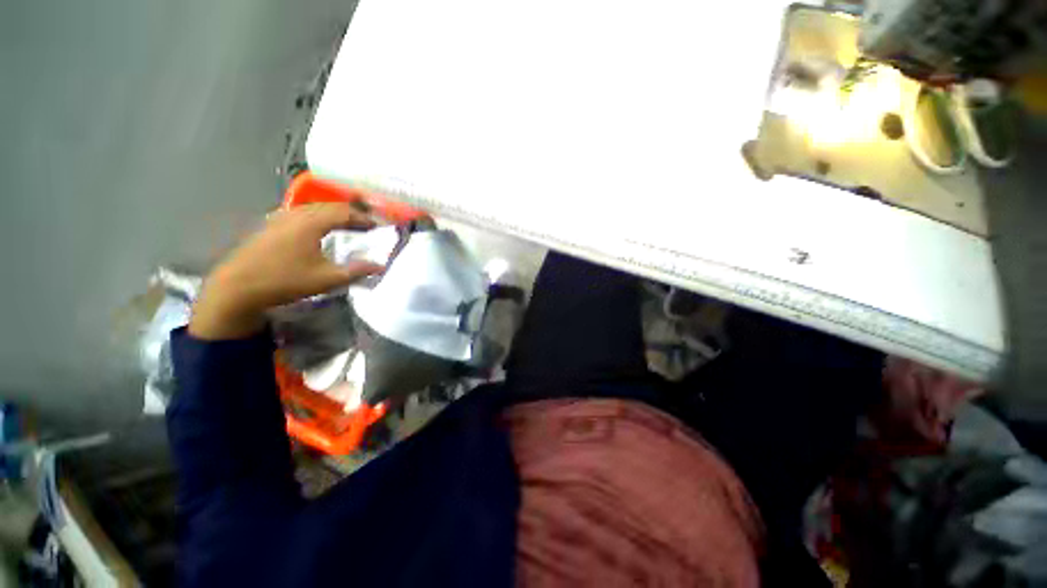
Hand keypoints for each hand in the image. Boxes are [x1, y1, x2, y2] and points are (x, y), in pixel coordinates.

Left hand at [189, 203, 383, 339]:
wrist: (237, 288)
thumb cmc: (286, 281)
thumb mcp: (327, 279)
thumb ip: (357, 271)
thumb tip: (382, 266)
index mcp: (311, 223)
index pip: (344, 212)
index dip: (364, 217)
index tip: (379, 225)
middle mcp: (295, 214)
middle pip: (329, 206)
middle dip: (351, 212)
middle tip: (367, 222)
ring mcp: (279, 218)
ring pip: (313, 208)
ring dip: (333, 213)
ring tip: (347, 223)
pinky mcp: (270, 226)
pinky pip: (300, 213)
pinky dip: (317, 217)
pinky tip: (317, 227)